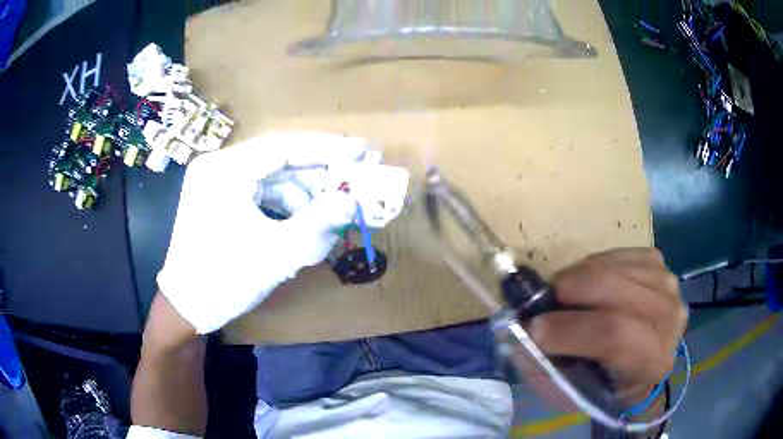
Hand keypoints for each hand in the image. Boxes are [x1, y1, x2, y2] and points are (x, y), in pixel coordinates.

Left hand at [157, 132, 366, 333]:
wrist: (186, 309)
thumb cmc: (224, 281)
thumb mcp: (276, 254)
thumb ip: (318, 223)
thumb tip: (353, 201)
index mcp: (224, 171)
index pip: (282, 147)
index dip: (325, 148)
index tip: (360, 151)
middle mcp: (218, 167)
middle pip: (277, 160)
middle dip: (316, 176)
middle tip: (352, 186)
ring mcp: (216, 182)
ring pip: (271, 177)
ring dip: (303, 195)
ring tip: (330, 216)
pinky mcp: (219, 199)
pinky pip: (260, 192)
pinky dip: (285, 206)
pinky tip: (303, 224)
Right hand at [530, 248, 686, 402]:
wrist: (642, 362)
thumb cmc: (608, 383)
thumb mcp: (575, 392)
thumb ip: (548, 368)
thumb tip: (522, 333)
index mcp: (651, 362)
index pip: (617, 335)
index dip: (572, 329)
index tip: (535, 328)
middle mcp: (669, 320)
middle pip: (618, 291)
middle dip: (573, 289)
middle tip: (546, 299)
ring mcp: (668, 285)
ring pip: (617, 267)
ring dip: (581, 274)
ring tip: (565, 292)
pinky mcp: (659, 264)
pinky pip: (621, 252)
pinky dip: (597, 262)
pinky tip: (591, 279)